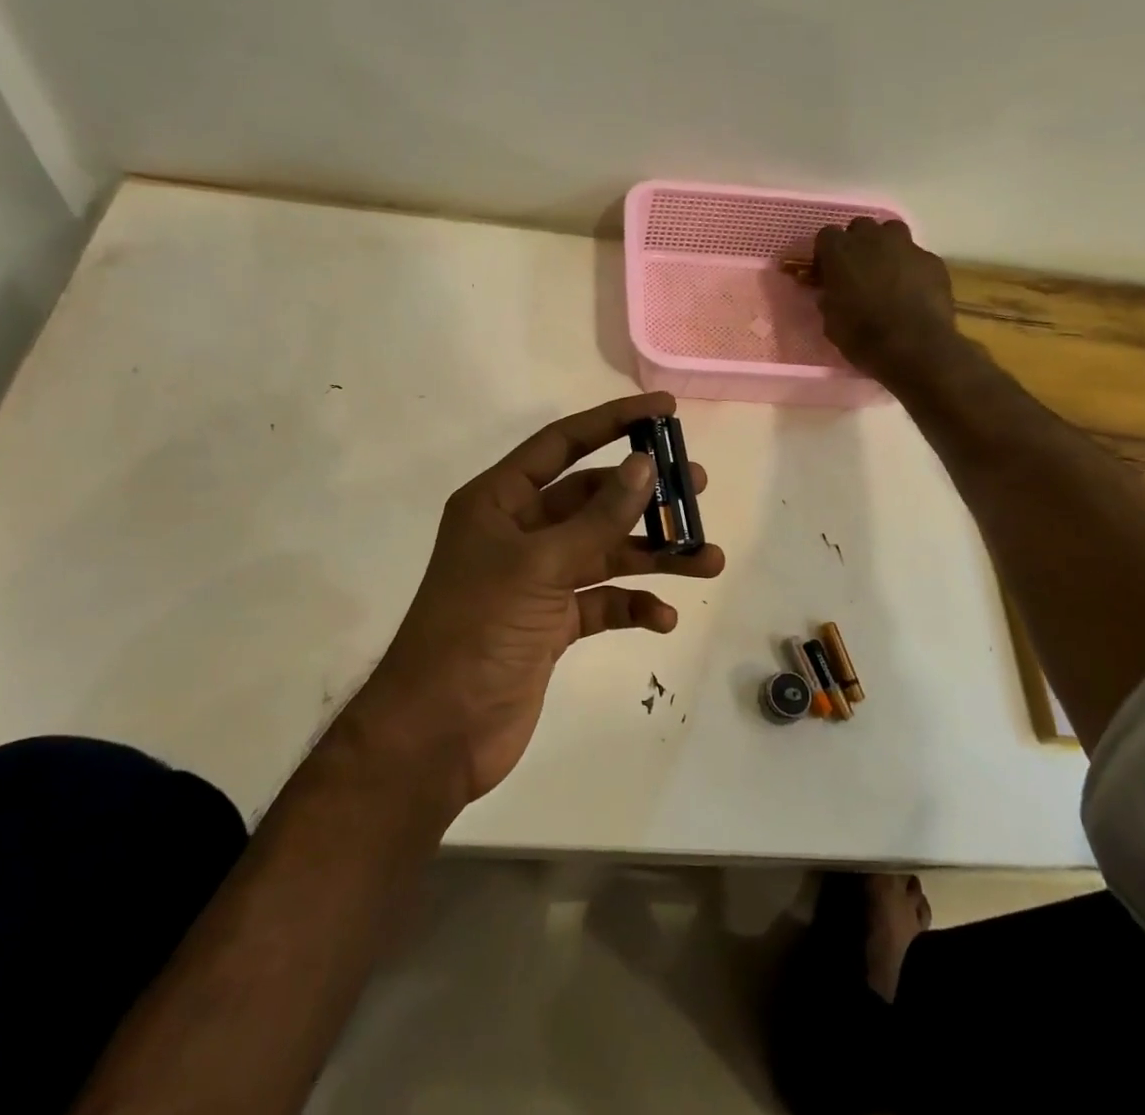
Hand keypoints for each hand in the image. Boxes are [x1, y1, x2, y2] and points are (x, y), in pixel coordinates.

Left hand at [357, 392, 724, 804]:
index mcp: (499, 501)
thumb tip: (643, 465)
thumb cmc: (477, 632)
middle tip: (697, 487)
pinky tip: (662, 617)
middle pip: (591, 499)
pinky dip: (631, 605)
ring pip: (604, 552)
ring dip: (653, 555)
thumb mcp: (539, 567)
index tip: (664, 411)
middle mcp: (518, 532)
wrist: (437, 734)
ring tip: (707, 559)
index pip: (562, 444)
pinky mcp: (550, 624)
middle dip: (644, 495)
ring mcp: (535, 580)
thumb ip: (596, 519)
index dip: (612, 421)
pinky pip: (600, 602)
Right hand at [814, 218, 960, 384]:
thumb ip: (829, 297)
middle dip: (857, 244)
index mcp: (840, 251)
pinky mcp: (932, 260)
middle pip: (860, 227)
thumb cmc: (863, 336)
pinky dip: (911, 268)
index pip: (826, 235)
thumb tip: (831, 292)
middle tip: (856, 270)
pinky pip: (916, 256)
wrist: (915, 347)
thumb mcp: (830, 321)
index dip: (826, 254)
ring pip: (892, 232)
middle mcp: (873, 239)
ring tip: (885, 274)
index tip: (826, 272)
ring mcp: (907, 246)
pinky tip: (912, 291)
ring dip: (885, 247)